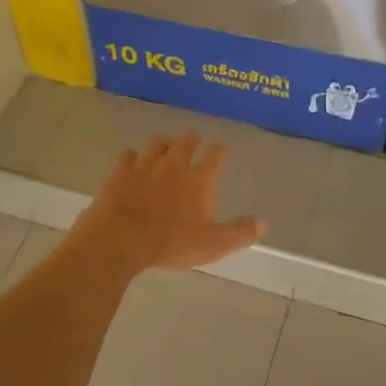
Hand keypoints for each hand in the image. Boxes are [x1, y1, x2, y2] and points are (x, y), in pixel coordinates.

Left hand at [68, 135, 267, 275]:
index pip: (215, 156)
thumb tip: (265, 224)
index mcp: (199, 179)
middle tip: (195, 141)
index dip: (219, 151)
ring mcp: (145, 165)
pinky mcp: (120, 172)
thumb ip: (239, 232)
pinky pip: (128, 155)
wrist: (122, 238)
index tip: (221, 149)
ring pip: (157, 143)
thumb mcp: (212, 244)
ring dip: (164, 143)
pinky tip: (132, 161)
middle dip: (193, 141)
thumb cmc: (171, 243)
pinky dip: (132, 157)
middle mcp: (174, 165)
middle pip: (186, 143)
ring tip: (166, 147)